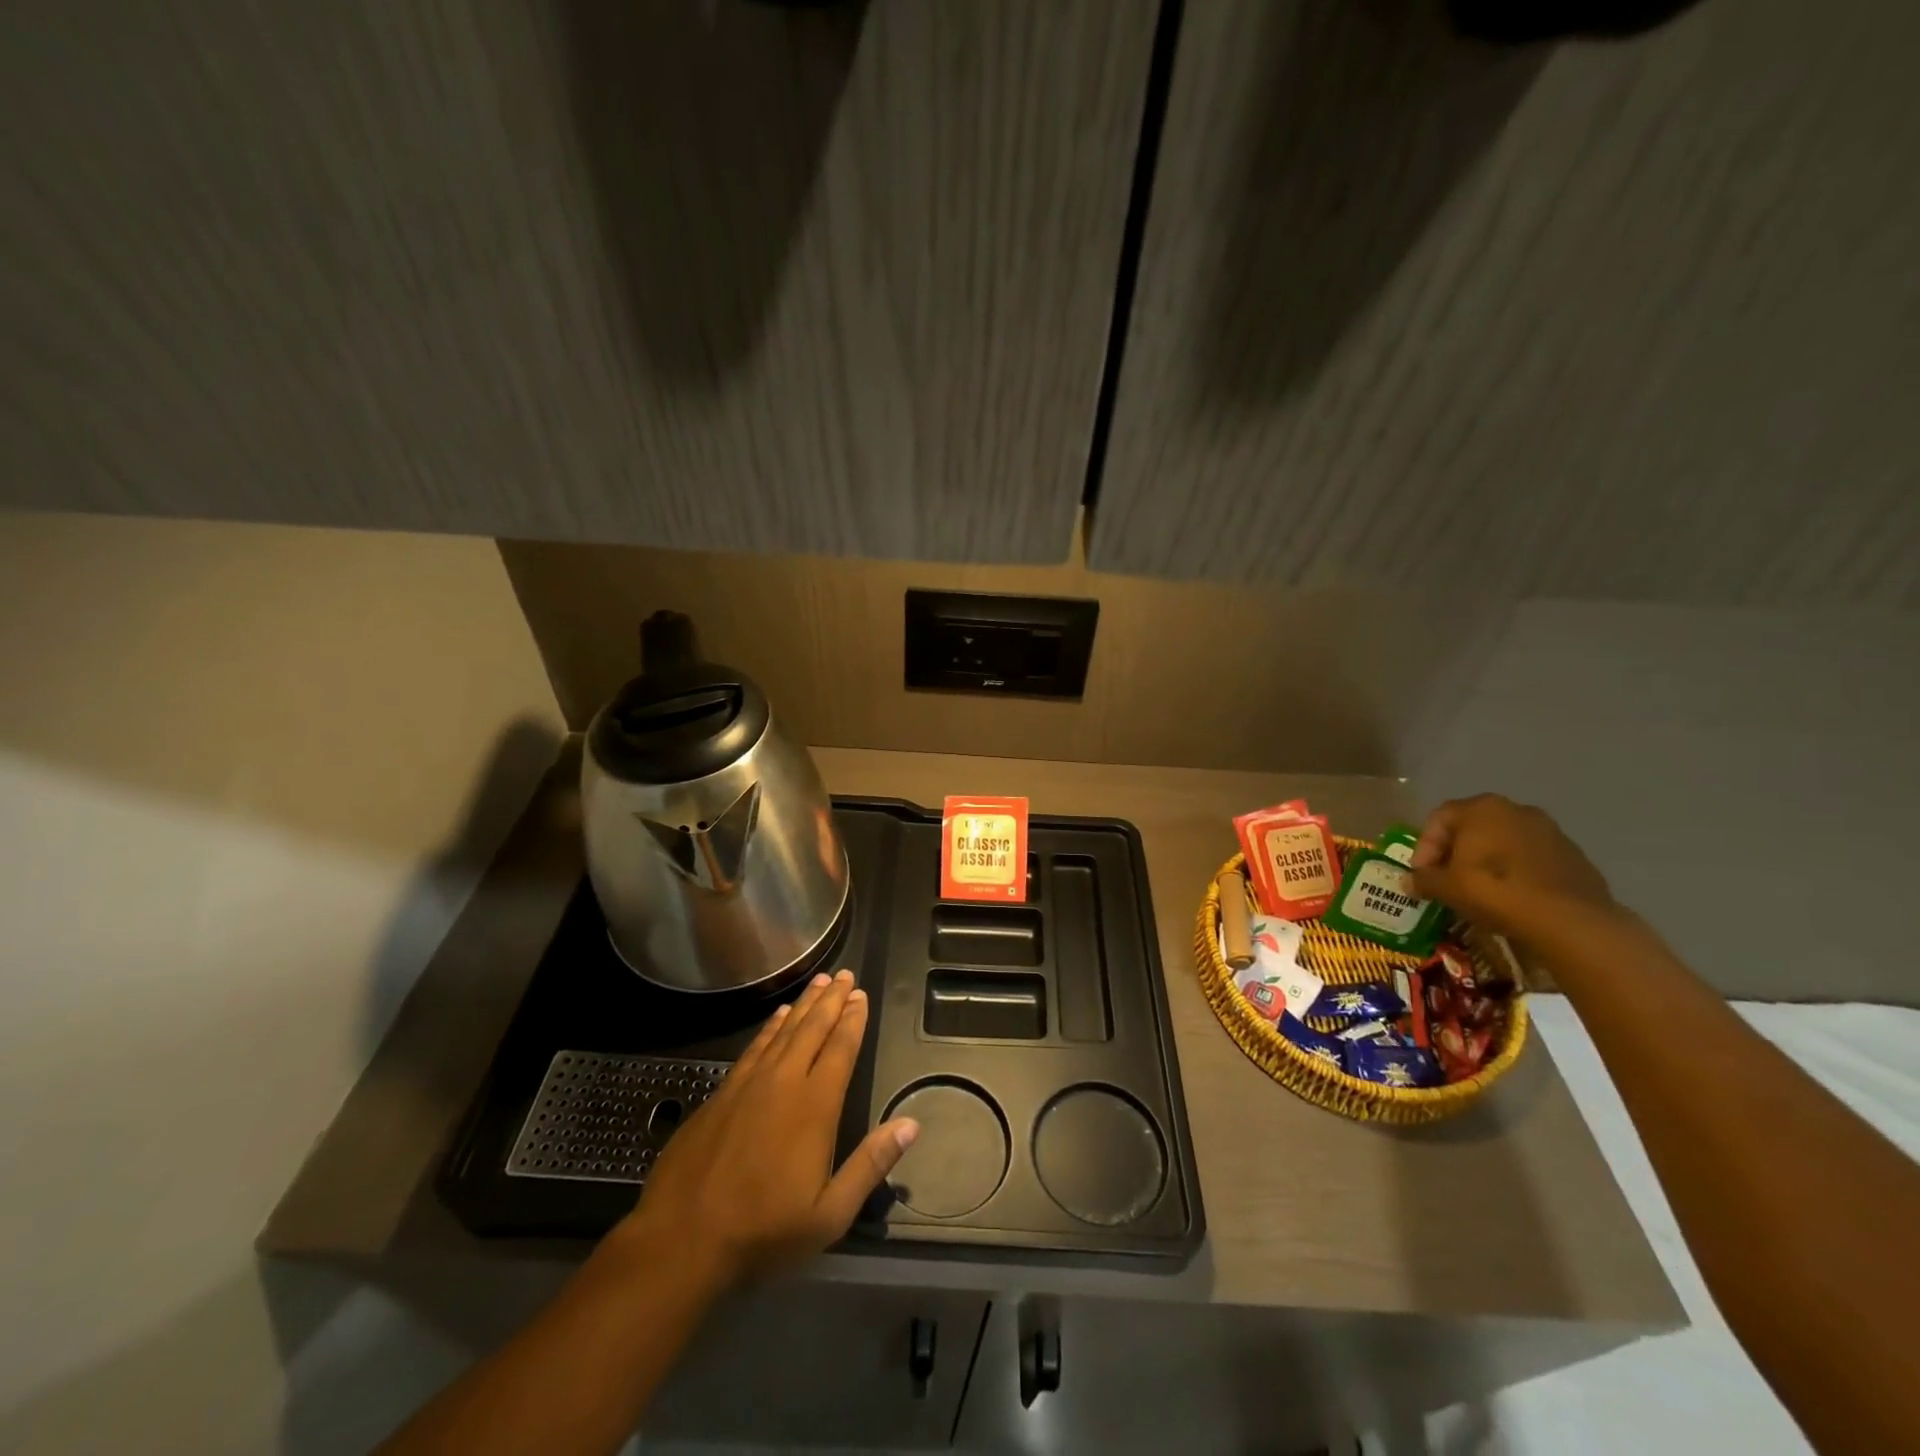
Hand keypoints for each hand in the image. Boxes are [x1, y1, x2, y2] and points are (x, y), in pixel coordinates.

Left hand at [614, 969, 918, 1289]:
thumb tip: (912, 1124)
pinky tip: (777, 1017)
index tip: (861, 996)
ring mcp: (748, 1084)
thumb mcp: (829, 1214)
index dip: (853, 1020)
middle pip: (813, 1029)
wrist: (681, 1240)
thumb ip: (870, 1164)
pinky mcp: (721, 1093)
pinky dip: (770, 1027)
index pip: (840, 1049)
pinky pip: (754, 1046)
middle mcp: (783, 1082)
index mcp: (814, 1107)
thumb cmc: (762, 1231)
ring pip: (783, 1031)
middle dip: (832, 1000)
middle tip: (844, 975)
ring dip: (804, 1005)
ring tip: (819, 982)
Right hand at [1410, 794, 1616, 936]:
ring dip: (1487, 862)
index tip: (1422, 874)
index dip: (1424, 847)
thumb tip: (1408, 882)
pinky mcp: (1574, 856)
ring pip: (1504, 842)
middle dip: (1456, 852)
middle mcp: (1516, 809)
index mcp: (1481, 808)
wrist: (1569, 920)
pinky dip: (1517, 873)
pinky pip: (1532, 859)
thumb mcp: (1445, 887)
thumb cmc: (1494, 890)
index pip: (1438, 819)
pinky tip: (1512, 897)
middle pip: (1473, 828)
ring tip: (1480, 891)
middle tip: (1447, 879)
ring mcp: (1550, 831)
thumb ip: (1423, 880)